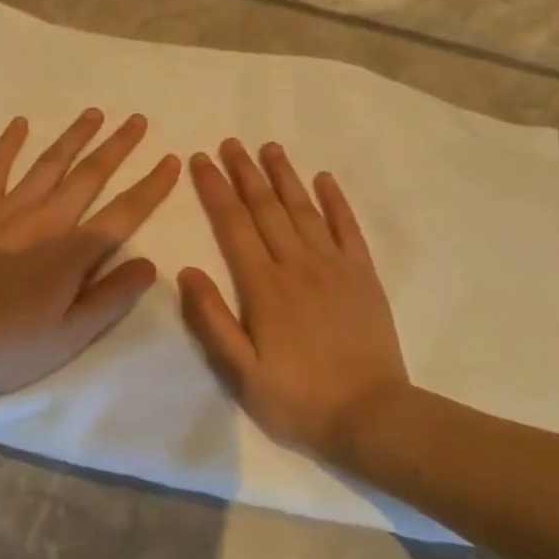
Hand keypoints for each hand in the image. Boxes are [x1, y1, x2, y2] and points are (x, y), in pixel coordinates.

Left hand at [0, 109, 180, 406]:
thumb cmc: (6, 348)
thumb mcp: (69, 337)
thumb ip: (110, 298)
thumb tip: (150, 264)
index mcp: (72, 254)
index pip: (123, 213)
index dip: (151, 186)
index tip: (171, 160)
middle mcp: (44, 221)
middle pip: (89, 176)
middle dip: (117, 147)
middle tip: (137, 121)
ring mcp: (6, 211)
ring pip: (48, 164)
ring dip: (74, 137)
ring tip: (94, 113)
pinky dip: (7, 144)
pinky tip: (20, 123)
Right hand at [180, 140, 410, 456]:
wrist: (371, 415)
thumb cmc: (298, 398)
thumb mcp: (241, 372)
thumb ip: (212, 320)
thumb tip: (188, 271)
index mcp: (263, 286)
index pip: (233, 225)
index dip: (215, 190)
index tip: (201, 161)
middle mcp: (297, 264)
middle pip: (266, 208)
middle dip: (245, 172)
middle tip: (230, 143)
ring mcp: (334, 266)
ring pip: (304, 209)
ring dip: (284, 176)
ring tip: (269, 148)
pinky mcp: (363, 275)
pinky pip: (348, 228)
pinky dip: (336, 201)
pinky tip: (325, 179)